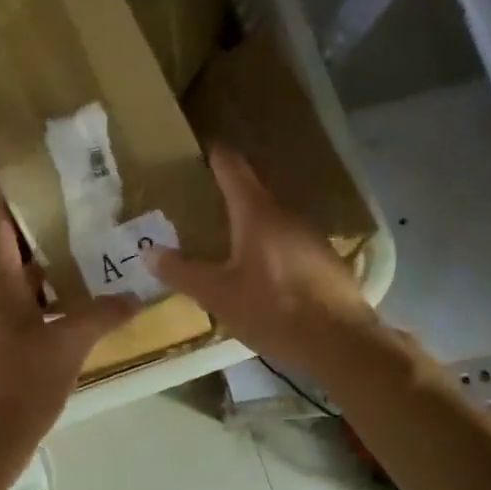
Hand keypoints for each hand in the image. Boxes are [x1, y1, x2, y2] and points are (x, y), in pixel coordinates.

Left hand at [0, 189, 139, 437]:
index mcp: (7, 292)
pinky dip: (64, 304)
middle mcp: (6, 305)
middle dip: (37, 231)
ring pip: (34, 288)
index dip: (3, 206)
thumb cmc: (23, 381)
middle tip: (71, 208)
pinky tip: (91, 306)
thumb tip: (133, 297)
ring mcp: (13, 330)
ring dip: (55, 269)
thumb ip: (99, 316)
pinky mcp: (23, 353)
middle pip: (18, 258)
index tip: (11, 175)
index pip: (0, 237)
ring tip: (90, 251)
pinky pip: (45, 315)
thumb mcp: (66, 343)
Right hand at [145, 145, 378, 379]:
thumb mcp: (218, 295)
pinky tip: (262, 271)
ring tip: (227, 237)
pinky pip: (290, 244)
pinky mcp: (326, 262)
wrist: (341, 343)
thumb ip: (182, 272)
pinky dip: (270, 247)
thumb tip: (149, 252)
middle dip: (230, 194)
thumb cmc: (273, 310)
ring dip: (251, 224)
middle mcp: (287, 215)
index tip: (202, 147)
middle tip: (203, 199)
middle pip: (254, 194)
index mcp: (257, 214)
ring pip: (274, 221)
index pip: (233, 169)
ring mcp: (312, 237)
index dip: (217, 155)